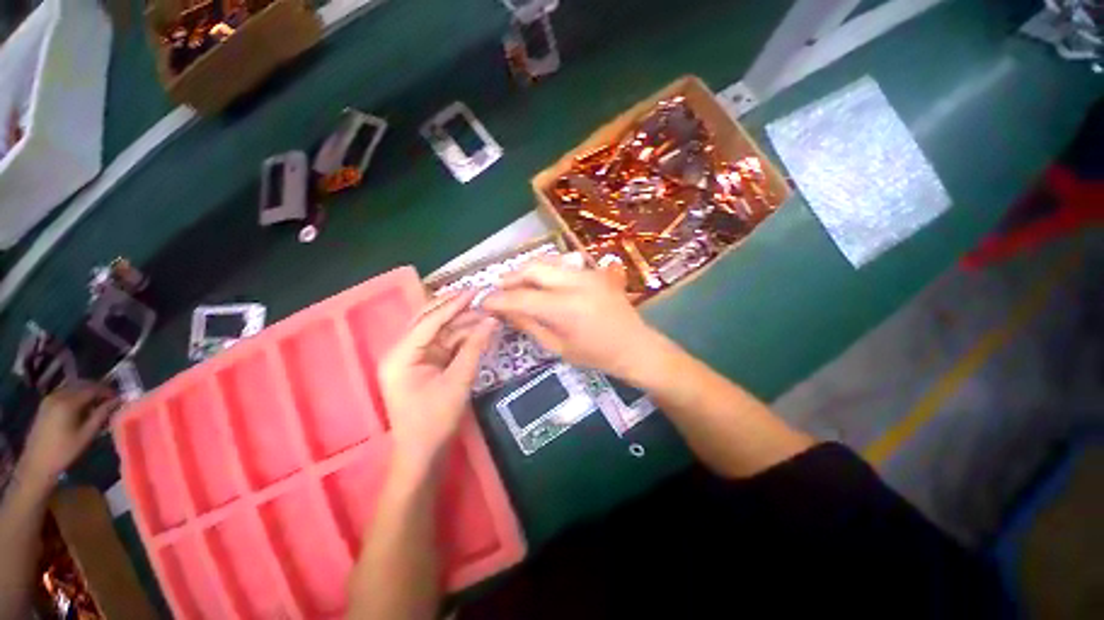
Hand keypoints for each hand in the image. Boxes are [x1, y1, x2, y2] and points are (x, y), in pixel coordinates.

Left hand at [18, 382, 117, 488]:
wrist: (37, 463)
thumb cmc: (65, 451)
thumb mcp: (86, 435)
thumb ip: (101, 415)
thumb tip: (117, 401)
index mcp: (68, 402)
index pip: (92, 389)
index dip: (107, 391)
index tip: (118, 398)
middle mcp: (58, 396)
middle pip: (81, 385)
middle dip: (96, 390)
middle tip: (109, 399)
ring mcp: (49, 399)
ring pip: (72, 388)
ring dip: (86, 392)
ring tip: (96, 404)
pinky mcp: (45, 405)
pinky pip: (64, 393)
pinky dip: (75, 396)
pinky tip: (80, 408)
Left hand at [379, 291, 496, 472]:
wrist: (423, 454)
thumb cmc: (435, 420)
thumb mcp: (458, 381)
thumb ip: (474, 347)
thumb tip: (492, 321)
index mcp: (400, 355)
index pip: (429, 321)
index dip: (454, 304)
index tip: (475, 290)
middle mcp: (402, 351)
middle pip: (429, 321)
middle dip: (455, 308)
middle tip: (479, 295)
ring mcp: (413, 358)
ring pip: (439, 331)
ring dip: (461, 323)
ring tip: (484, 313)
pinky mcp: (424, 365)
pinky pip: (443, 344)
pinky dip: (460, 337)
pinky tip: (477, 330)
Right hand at [482, 260, 663, 380]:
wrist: (635, 346)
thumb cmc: (596, 355)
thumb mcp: (558, 347)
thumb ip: (529, 325)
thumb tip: (503, 311)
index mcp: (566, 309)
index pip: (522, 298)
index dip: (498, 299)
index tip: (484, 302)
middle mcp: (576, 283)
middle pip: (533, 268)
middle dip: (510, 276)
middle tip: (498, 288)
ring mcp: (587, 273)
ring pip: (547, 261)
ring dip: (526, 270)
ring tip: (514, 283)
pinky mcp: (593, 271)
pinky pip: (561, 264)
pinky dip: (544, 269)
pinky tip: (539, 281)